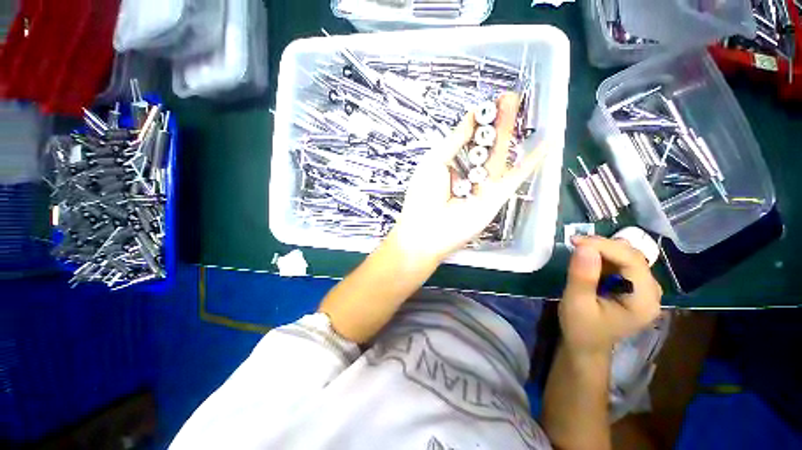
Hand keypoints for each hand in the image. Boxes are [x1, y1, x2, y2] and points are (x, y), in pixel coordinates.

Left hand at [388, 92, 548, 261]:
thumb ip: (454, 141)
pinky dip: (530, 163)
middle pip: (486, 146)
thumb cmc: (423, 195)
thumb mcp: (434, 162)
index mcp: (449, 166)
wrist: (427, 230)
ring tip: (517, 105)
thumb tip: (469, 118)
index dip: (478, 122)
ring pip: (500, 156)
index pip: (467, 140)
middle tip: (507, 97)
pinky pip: (515, 178)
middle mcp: (467, 175)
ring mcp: (483, 186)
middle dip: (496, 122)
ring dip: (509, 132)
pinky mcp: (496, 198)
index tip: (487, 104)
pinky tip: (545, 144)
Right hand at [559, 236, 662, 355]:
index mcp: (643, 300)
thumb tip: (583, 247)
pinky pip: (621, 262)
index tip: (575, 241)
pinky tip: (587, 260)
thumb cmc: (581, 328)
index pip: (632, 261)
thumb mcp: (577, 303)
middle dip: (603, 246)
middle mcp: (651, 291)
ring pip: (627, 256)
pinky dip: (603, 256)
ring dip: (602, 250)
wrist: (585, 345)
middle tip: (574, 243)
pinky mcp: (633, 286)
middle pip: (632, 256)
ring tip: (578, 251)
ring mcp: (643, 288)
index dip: (605, 246)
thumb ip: (582, 276)